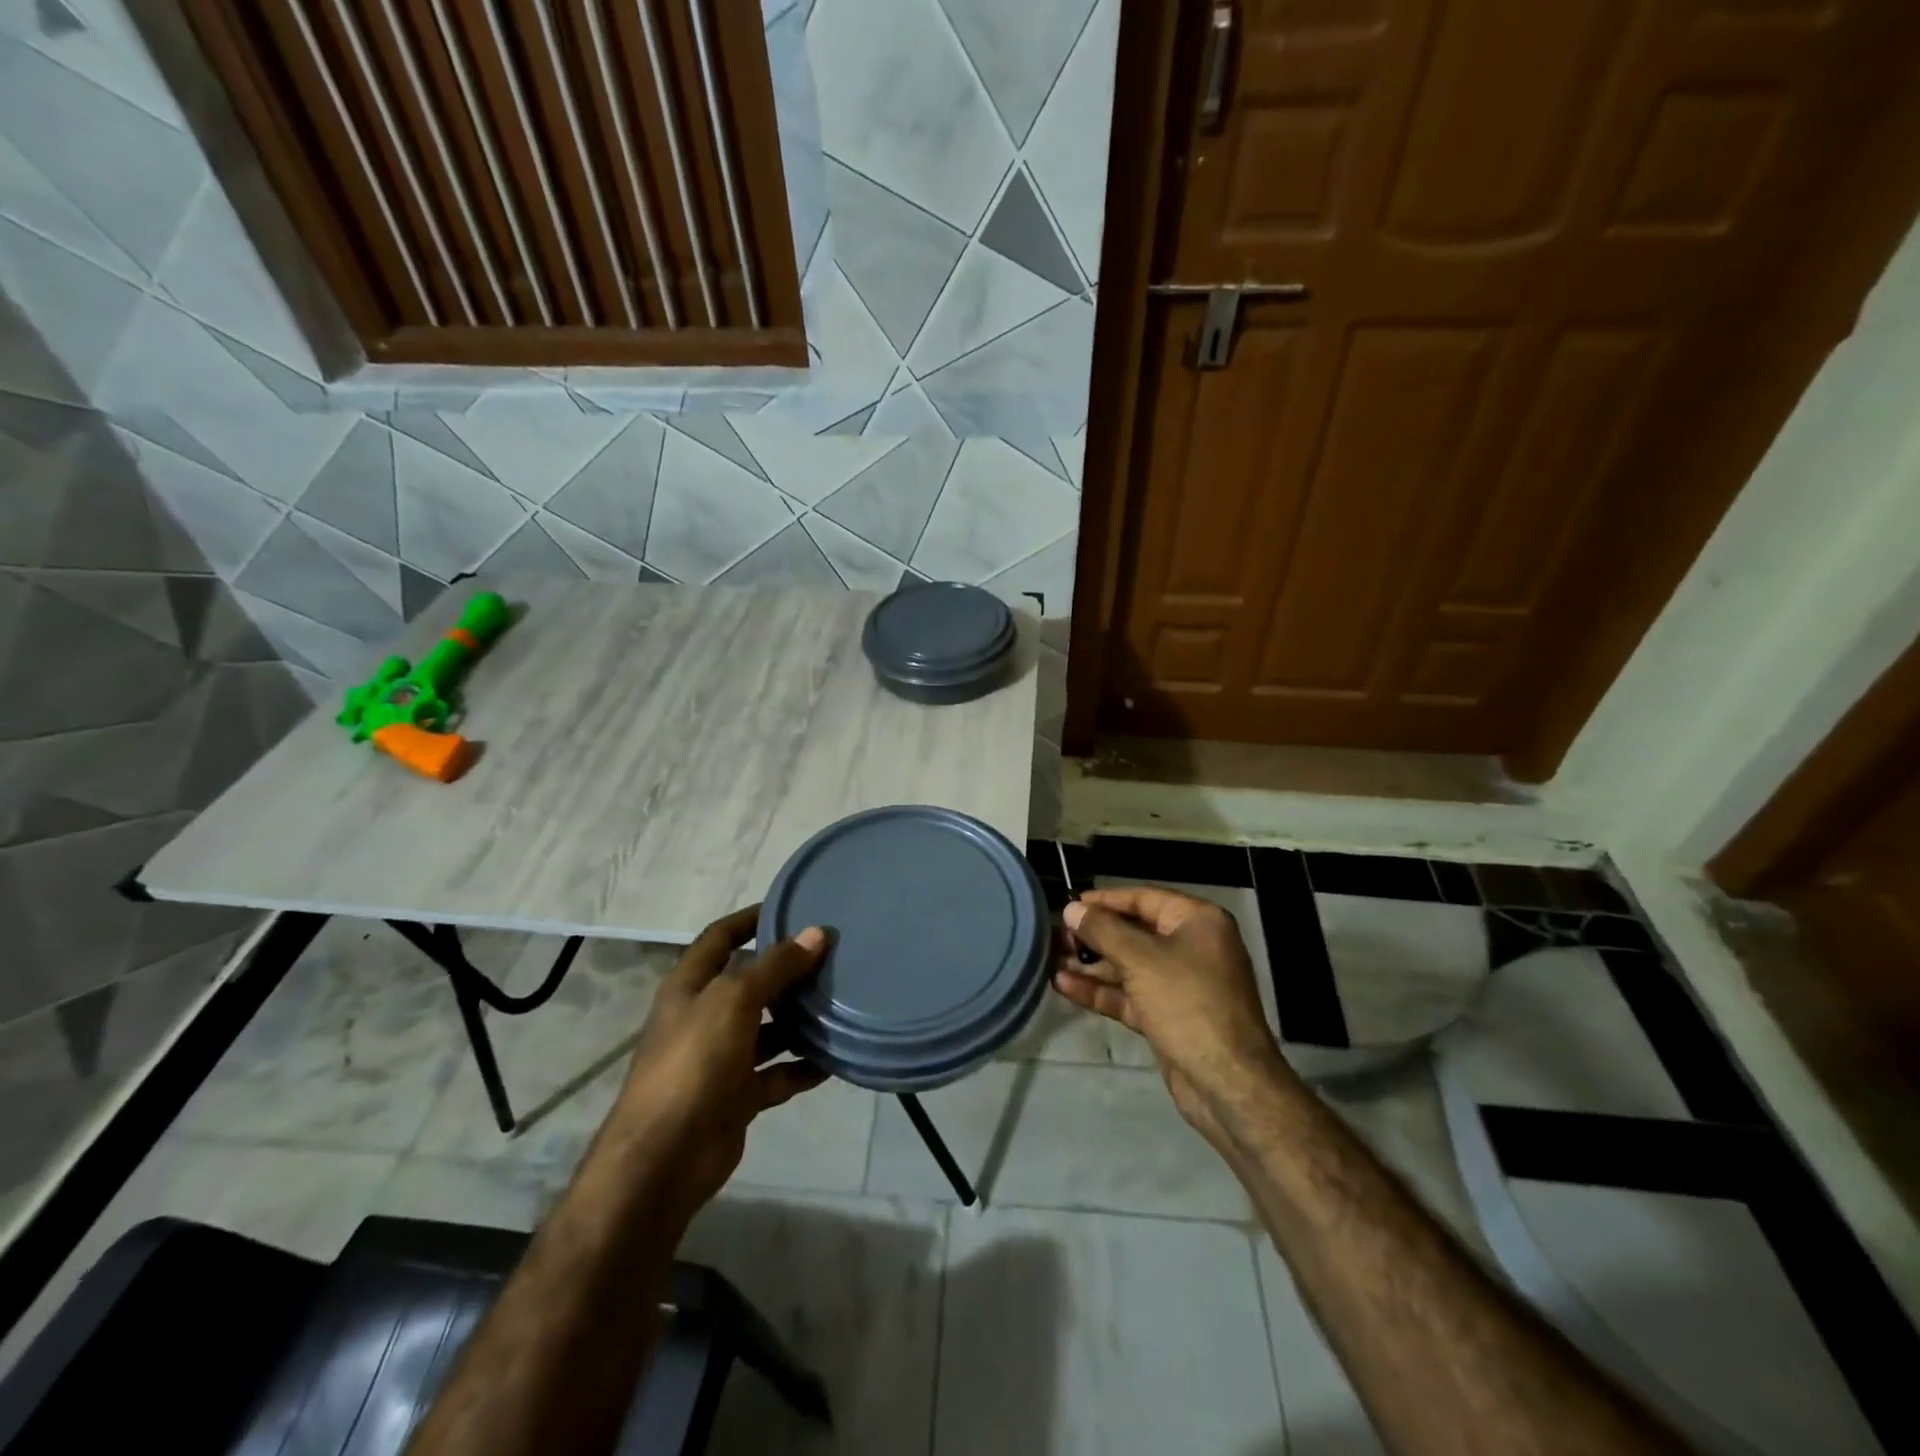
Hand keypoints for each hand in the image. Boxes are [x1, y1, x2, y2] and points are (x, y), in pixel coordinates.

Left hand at [616, 907, 829, 1221]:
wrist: (664, 1158)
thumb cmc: (693, 1062)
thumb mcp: (734, 1000)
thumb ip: (776, 966)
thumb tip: (816, 933)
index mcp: (690, 987)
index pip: (719, 938)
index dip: (749, 919)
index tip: (789, 906)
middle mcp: (704, 1017)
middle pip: (749, 983)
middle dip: (786, 971)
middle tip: (832, 956)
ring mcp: (721, 1059)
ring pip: (767, 1030)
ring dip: (799, 1020)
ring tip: (841, 1002)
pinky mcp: (737, 1096)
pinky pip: (777, 1074)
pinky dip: (802, 1066)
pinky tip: (834, 1059)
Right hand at [1054, 887, 1289, 1148]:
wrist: (1228, 1084)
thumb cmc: (1188, 1004)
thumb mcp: (1141, 960)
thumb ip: (1102, 931)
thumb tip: (1071, 908)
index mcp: (1198, 922)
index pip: (1143, 899)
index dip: (1104, 901)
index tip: (1069, 904)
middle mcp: (1191, 946)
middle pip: (1133, 932)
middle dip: (1093, 936)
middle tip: (1054, 938)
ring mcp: (1180, 984)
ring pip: (1128, 966)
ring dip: (1091, 965)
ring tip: (1050, 961)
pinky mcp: (1168, 1015)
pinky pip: (1130, 994)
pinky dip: (1101, 990)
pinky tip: (1065, 986)